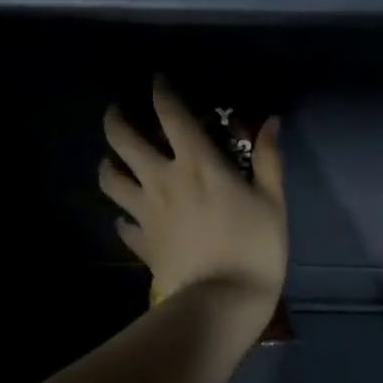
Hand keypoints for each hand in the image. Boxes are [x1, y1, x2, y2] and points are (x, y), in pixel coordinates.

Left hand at [100, 79, 288, 336]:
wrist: (222, 302)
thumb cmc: (255, 249)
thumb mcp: (273, 202)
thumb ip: (269, 159)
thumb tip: (270, 122)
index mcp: (197, 164)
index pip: (171, 114)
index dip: (161, 91)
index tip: (159, 80)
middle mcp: (162, 180)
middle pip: (122, 140)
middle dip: (117, 118)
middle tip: (120, 111)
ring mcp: (146, 213)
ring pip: (110, 179)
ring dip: (109, 164)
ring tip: (115, 160)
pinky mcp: (142, 243)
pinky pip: (123, 225)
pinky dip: (123, 217)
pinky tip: (130, 218)